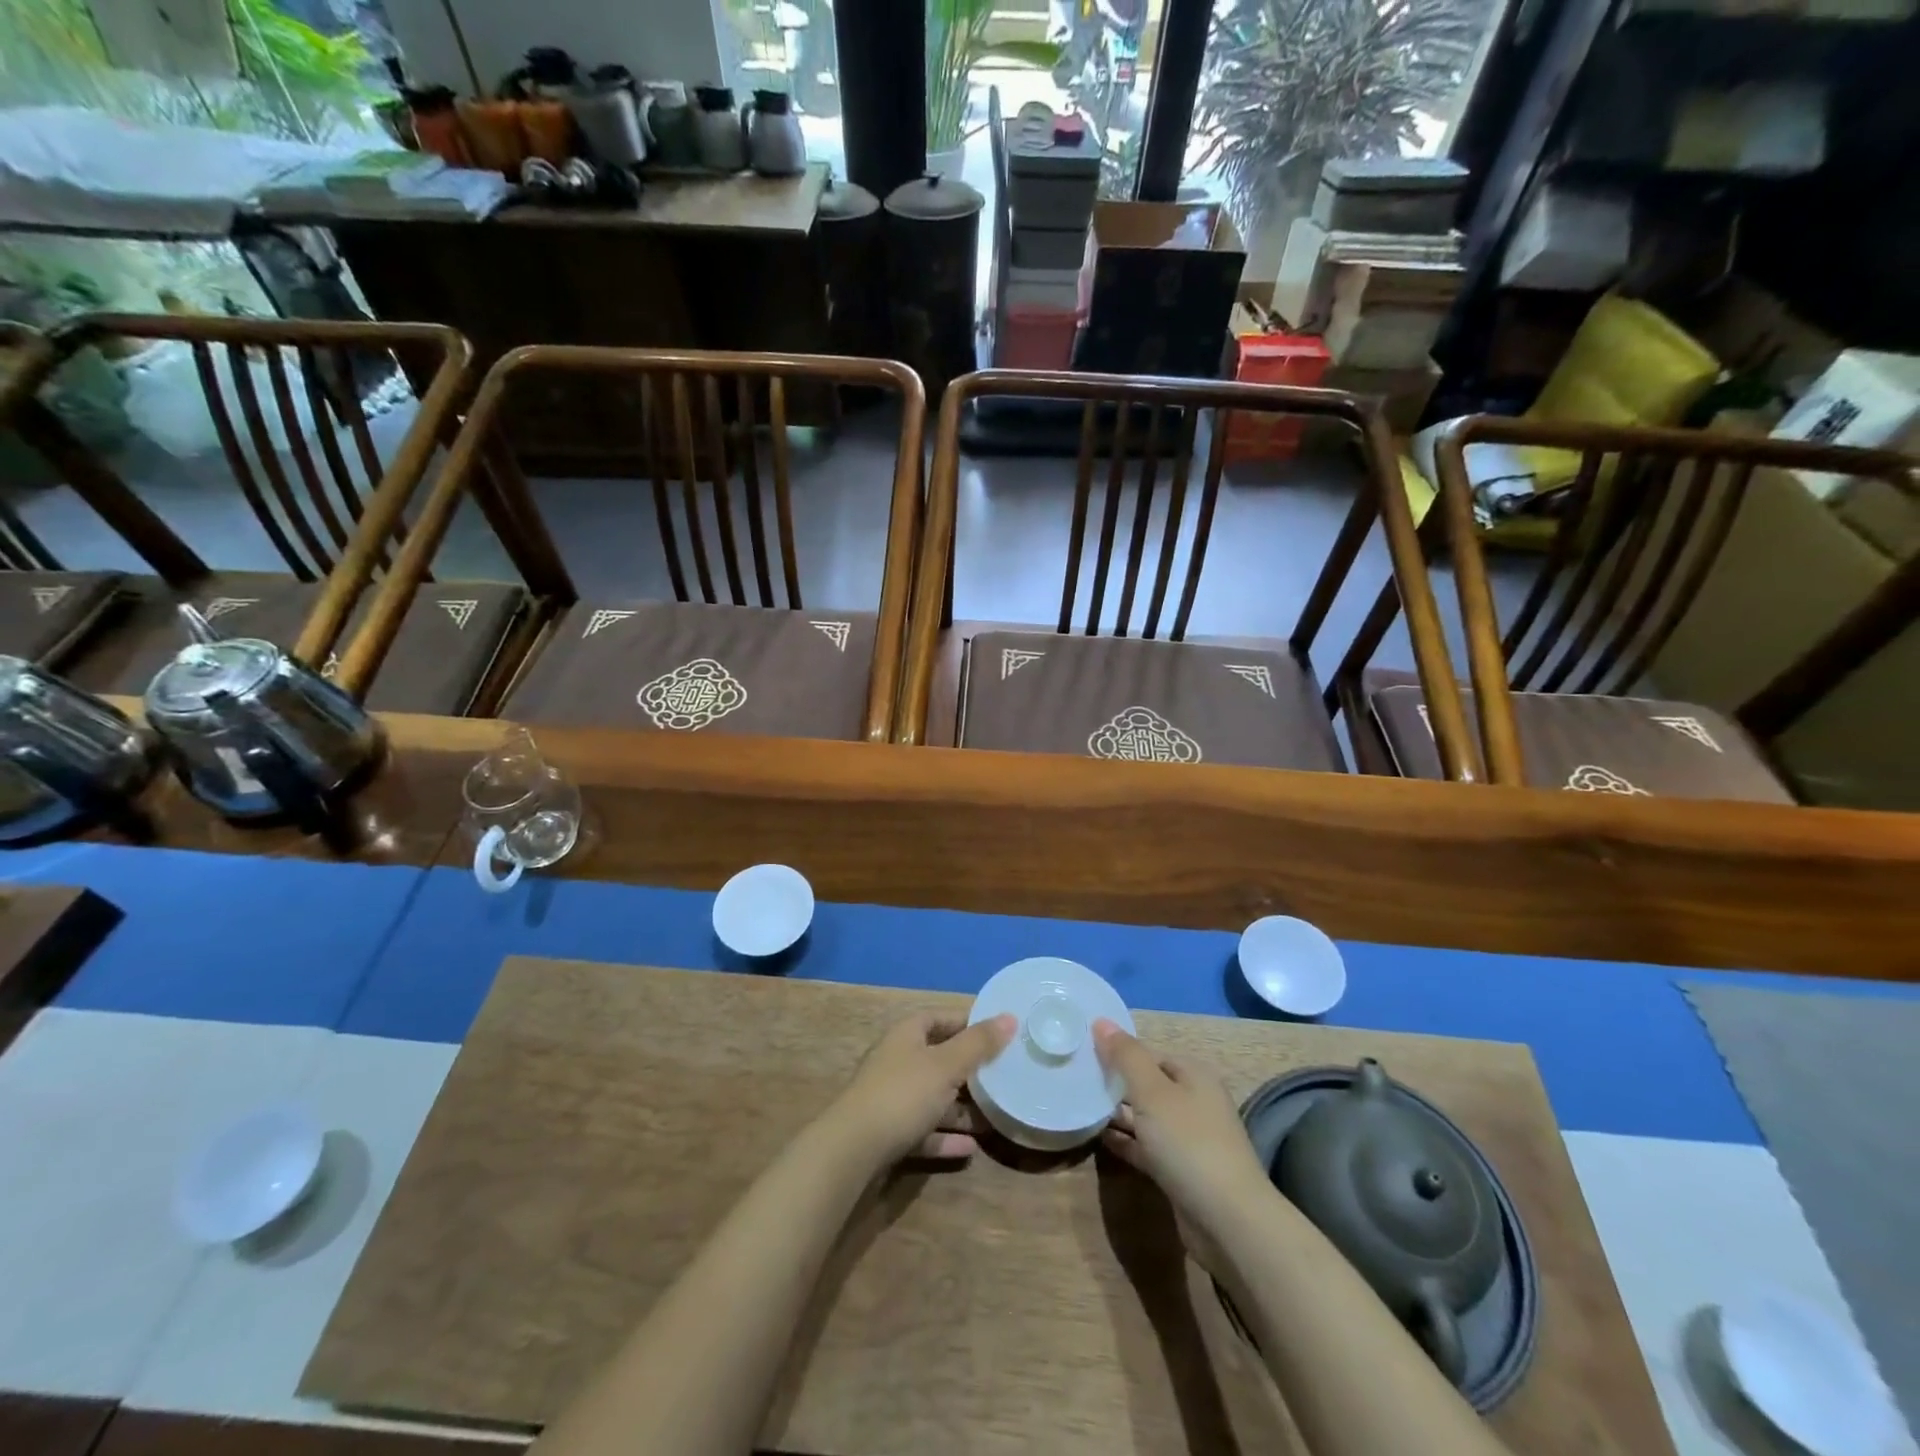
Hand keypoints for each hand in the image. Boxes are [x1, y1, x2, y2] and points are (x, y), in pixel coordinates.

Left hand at [826, 1012, 1015, 1167]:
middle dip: (968, 1070)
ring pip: (932, 1098)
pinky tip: (971, 1148)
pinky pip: (924, 1131)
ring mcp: (891, 1099)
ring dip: (960, 1108)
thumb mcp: (946, 1066)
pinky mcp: (889, 1134)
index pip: (938, 1018)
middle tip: (1001, 1077)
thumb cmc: (902, 1095)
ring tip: (993, 1117)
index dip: (966, 1023)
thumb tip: (1010, 1017)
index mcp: (906, 1036)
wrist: (852, 1151)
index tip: (996, 1035)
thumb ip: (978, 1044)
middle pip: (937, 1059)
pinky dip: (945, 1138)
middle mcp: (897, 1062)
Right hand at [1094, 1020, 1270, 1236]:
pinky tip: (1099, 1138)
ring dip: (1119, 1113)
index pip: (1151, 1054)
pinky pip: (1147, 1147)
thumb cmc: (1189, 1143)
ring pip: (1147, 1117)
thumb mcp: (1152, 1092)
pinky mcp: (1181, 1171)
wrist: (1228, 1222)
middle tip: (1078, 1080)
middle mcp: (1195, 1102)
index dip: (1120, 1053)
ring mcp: (1189, 1139)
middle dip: (1117, 1083)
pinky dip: (1127, 1141)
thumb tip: (1100, 1020)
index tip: (1086, 1055)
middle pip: (1149, 1085)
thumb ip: (1125, 1056)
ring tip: (1081, 1105)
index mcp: (1194, 1076)